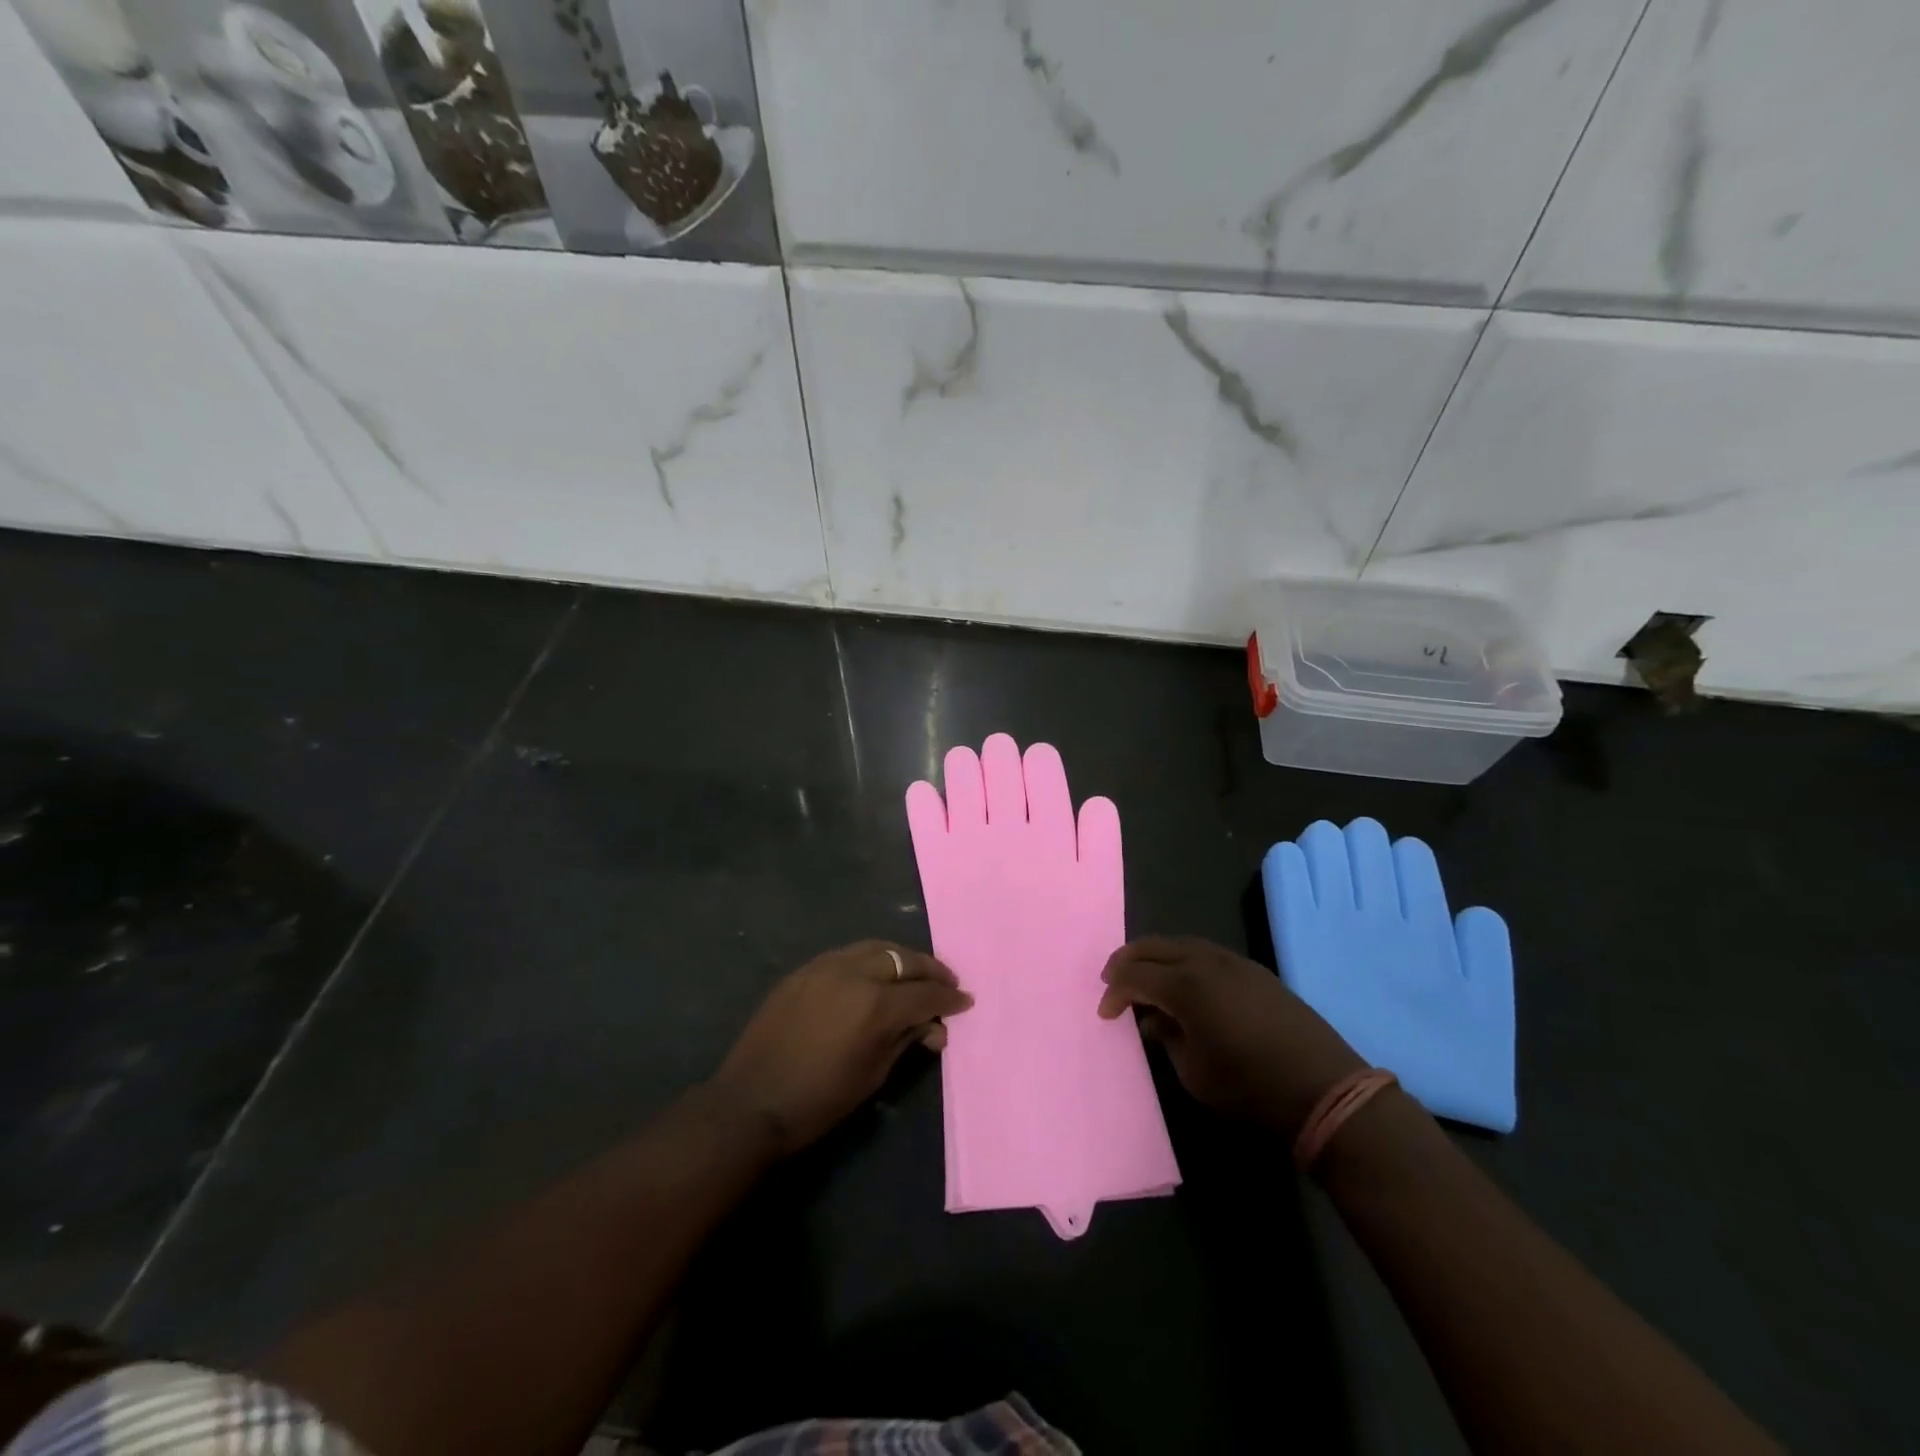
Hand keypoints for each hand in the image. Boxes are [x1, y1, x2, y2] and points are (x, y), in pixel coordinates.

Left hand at [713, 941, 972, 1155]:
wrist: (750, 1102)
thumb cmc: (819, 1101)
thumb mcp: (873, 1075)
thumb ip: (906, 1041)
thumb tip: (934, 1028)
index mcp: (875, 1005)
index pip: (924, 994)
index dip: (948, 999)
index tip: (965, 1001)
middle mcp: (853, 974)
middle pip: (903, 959)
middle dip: (930, 970)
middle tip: (947, 981)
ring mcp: (824, 967)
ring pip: (875, 948)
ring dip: (901, 958)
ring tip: (915, 972)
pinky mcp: (803, 971)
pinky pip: (846, 955)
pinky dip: (869, 959)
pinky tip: (875, 974)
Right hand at [1097, 937, 1364, 1135]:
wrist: (1325, 1091)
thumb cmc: (1251, 1089)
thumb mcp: (1195, 1073)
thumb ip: (1166, 1037)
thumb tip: (1154, 1019)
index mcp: (1186, 985)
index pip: (1134, 975)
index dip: (1114, 992)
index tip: (1105, 1014)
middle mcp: (1206, 962)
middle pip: (1154, 946)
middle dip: (1127, 961)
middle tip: (1112, 981)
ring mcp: (1234, 962)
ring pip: (1181, 943)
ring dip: (1156, 956)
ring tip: (1144, 978)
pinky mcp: (1254, 971)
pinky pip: (1205, 953)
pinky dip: (1182, 960)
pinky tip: (1183, 983)